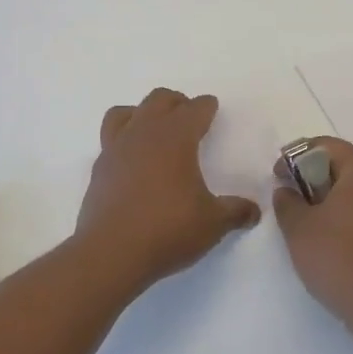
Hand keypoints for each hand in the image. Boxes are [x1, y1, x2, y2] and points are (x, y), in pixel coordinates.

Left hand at [74, 89, 261, 293]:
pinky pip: (110, 139)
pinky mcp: (98, 169)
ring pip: (126, 112)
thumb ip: (235, 212)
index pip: (194, 109)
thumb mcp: (213, 223)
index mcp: (175, 138)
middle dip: (177, 102)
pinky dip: (124, 139)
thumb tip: (254, 210)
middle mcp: (143, 134)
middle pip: (159, 100)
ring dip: (143, 113)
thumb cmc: (168, 230)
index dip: (206, 106)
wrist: (111, 253)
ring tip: (154, 129)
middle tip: (188, 116)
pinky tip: (133, 160)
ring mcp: (116, 149)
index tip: (211, 106)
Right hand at [273, 138, 352, 331]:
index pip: (325, 146)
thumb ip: (287, 202)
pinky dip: (349, 213)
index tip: (277, 177)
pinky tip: (332, 237)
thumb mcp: (299, 228)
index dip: (296, 157)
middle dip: (313, 176)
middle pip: (344, 164)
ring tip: (308, 219)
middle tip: (290, 197)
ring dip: (331, 195)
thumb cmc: (338, 259)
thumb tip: (288, 191)